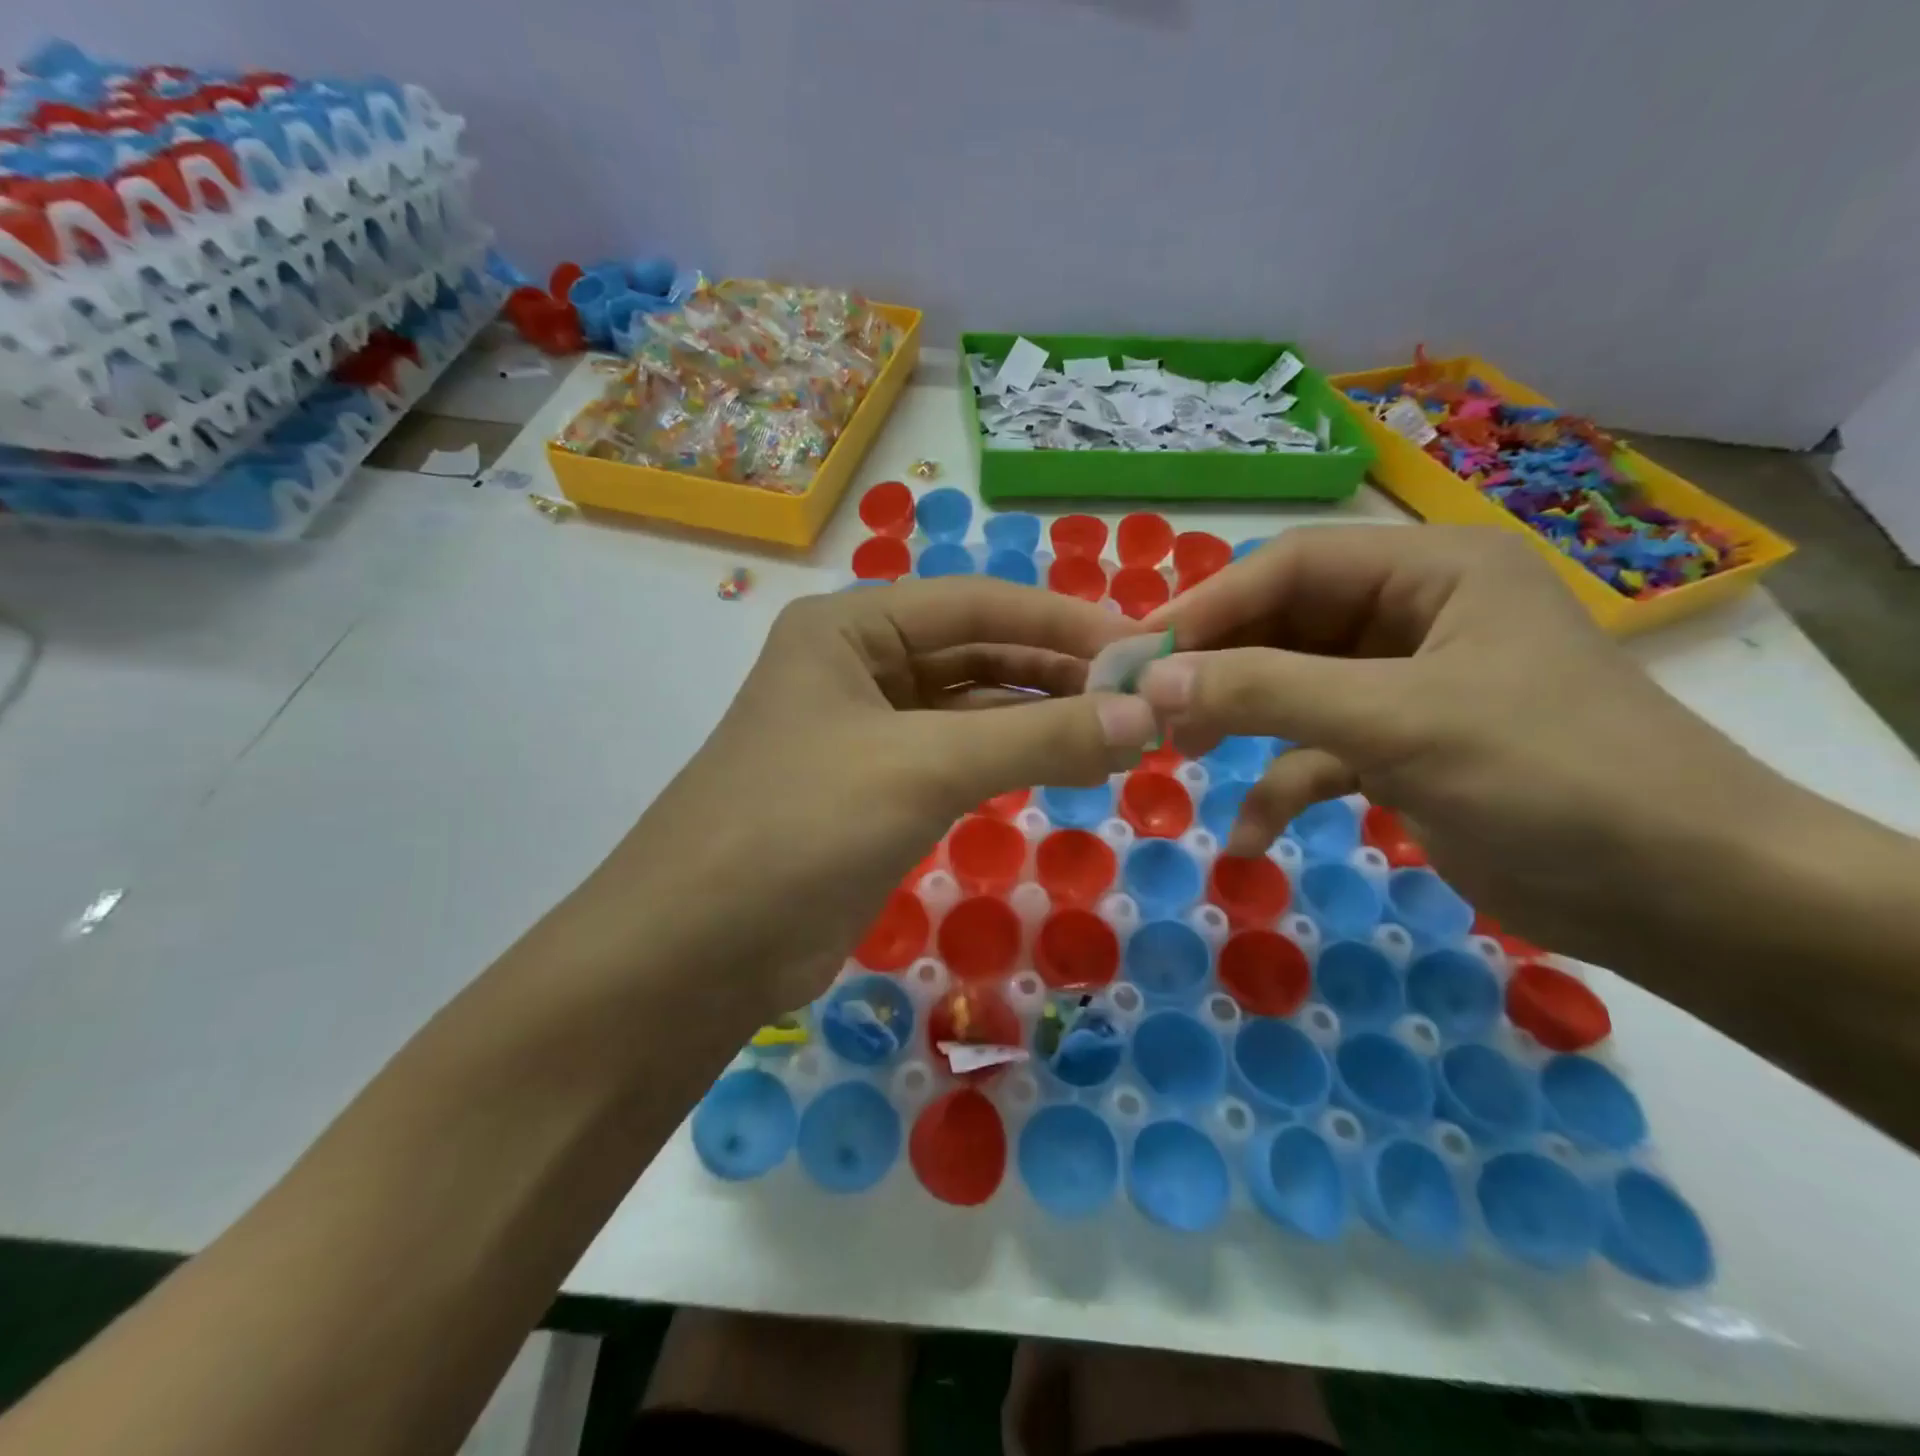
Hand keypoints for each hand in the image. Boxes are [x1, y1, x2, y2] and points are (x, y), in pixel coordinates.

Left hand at [577, 578, 1157, 1014]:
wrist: (695, 950)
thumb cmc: (800, 827)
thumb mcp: (923, 768)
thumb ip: (1037, 738)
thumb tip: (1145, 717)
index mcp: (850, 627)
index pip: (979, 603)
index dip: (1064, 621)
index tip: (1146, 647)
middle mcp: (857, 665)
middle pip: (979, 652)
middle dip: (1059, 671)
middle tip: (1144, 698)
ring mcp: (865, 730)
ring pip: (973, 708)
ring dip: (1041, 717)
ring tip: (1122, 734)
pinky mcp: (876, 789)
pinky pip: (959, 757)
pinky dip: (1012, 759)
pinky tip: (1066, 766)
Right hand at [1137, 525, 1795, 962]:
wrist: (1686, 898)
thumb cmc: (1550, 777)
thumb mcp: (1397, 722)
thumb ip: (1268, 691)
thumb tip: (1155, 681)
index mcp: (1433, 572)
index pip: (1292, 566)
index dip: (1209, 605)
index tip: (1139, 653)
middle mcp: (1415, 617)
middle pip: (1284, 626)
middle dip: (1217, 669)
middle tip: (1147, 707)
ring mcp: (1405, 688)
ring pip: (1293, 691)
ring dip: (1238, 725)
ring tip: (1177, 756)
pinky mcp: (1401, 751)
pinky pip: (1317, 755)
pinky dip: (1279, 789)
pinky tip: (1247, 838)